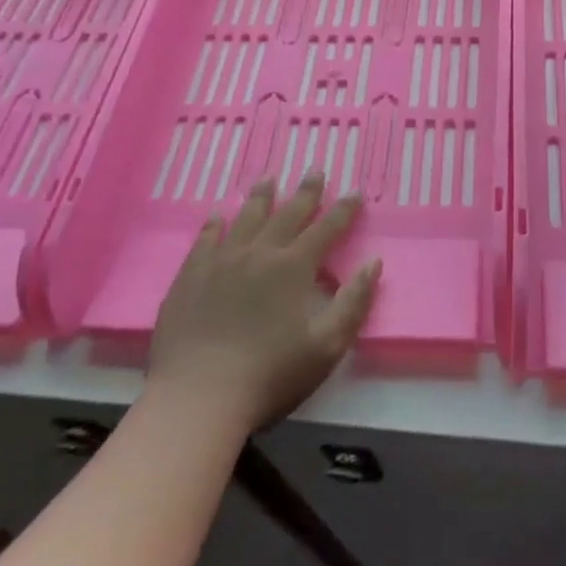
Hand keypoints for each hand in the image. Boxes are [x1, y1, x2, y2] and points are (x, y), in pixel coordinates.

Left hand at [148, 175, 378, 432]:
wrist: (199, 395)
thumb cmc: (271, 373)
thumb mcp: (327, 345)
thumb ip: (354, 301)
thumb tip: (374, 263)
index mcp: (294, 267)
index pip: (326, 229)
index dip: (343, 210)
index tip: (354, 192)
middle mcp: (259, 252)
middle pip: (287, 214)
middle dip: (306, 192)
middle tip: (315, 170)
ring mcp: (221, 261)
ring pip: (246, 218)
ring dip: (261, 197)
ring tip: (269, 178)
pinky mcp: (190, 276)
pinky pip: (206, 239)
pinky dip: (215, 224)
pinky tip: (218, 215)